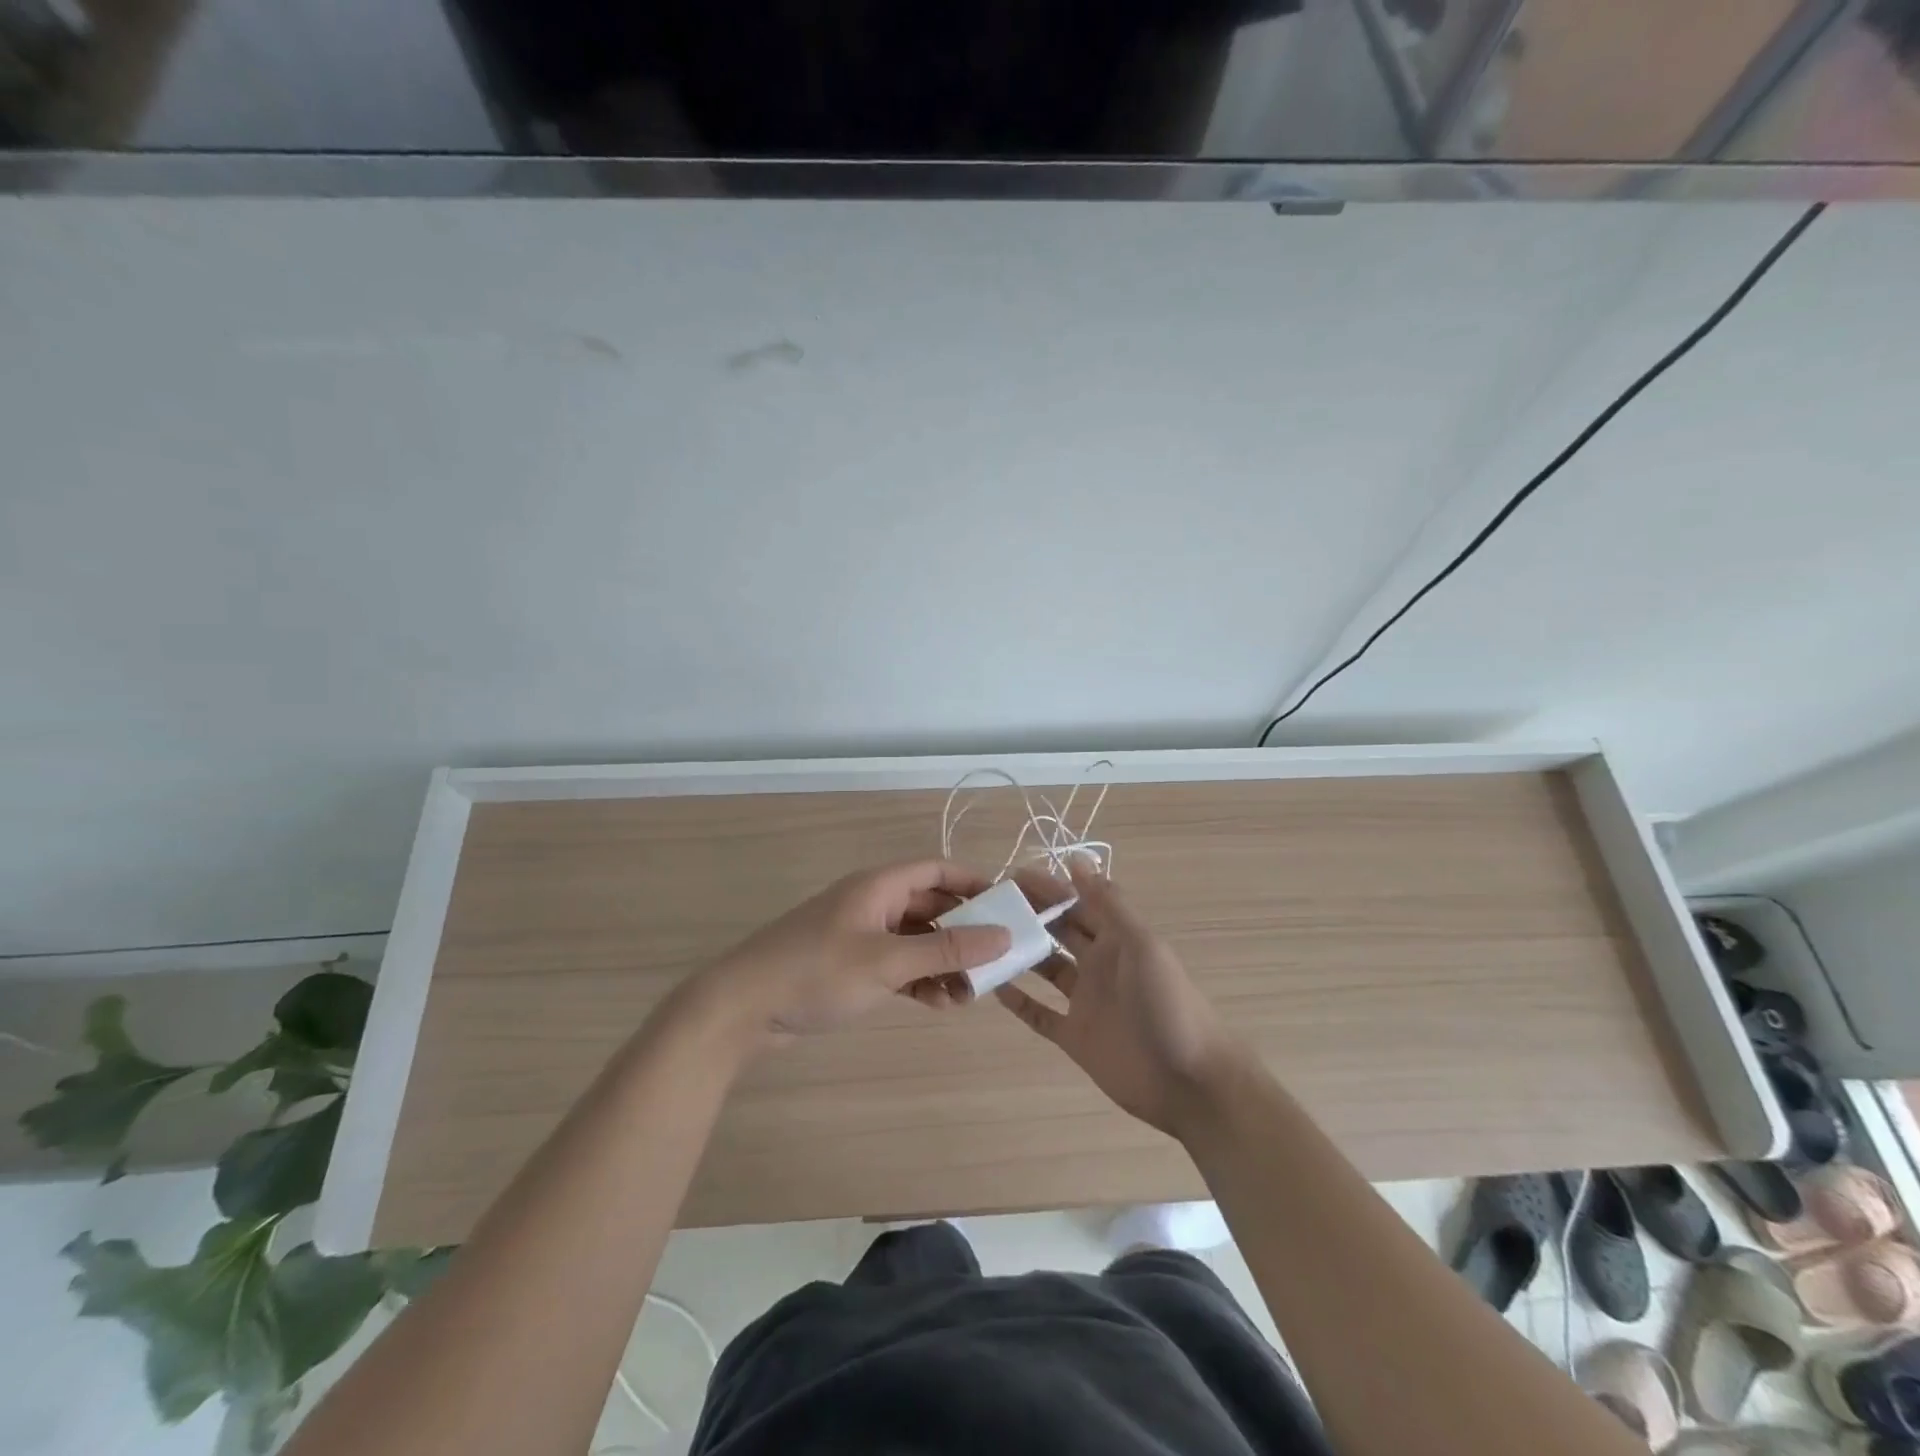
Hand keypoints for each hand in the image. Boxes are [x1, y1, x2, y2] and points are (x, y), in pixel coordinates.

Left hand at [693, 859, 1010, 1046]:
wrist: (741, 1008)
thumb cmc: (817, 971)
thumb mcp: (887, 961)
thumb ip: (946, 949)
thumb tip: (1004, 935)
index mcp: (879, 885)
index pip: (938, 869)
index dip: (975, 883)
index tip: (1009, 908)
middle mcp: (872, 902)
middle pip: (931, 905)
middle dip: (964, 932)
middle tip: (996, 961)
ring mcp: (859, 934)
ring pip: (916, 938)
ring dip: (943, 961)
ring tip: (969, 993)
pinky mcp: (849, 964)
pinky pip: (897, 963)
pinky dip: (919, 978)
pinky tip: (937, 1003)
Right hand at [996, 860, 1239, 1137]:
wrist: (1190, 1083)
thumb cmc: (1168, 1005)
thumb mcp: (1142, 945)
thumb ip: (1109, 903)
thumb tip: (1076, 858)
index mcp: (1117, 938)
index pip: (1077, 903)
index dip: (1047, 888)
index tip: (1009, 876)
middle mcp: (1099, 964)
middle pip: (1058, 931)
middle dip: (1029, 915)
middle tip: (987, 904)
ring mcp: (1085, 1001)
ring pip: (1046, 969)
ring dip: (1020, 953)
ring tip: (982, 940)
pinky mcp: (1075, 1037)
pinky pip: (1040, 1014)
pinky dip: (1019, 1001)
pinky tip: (992, 987)